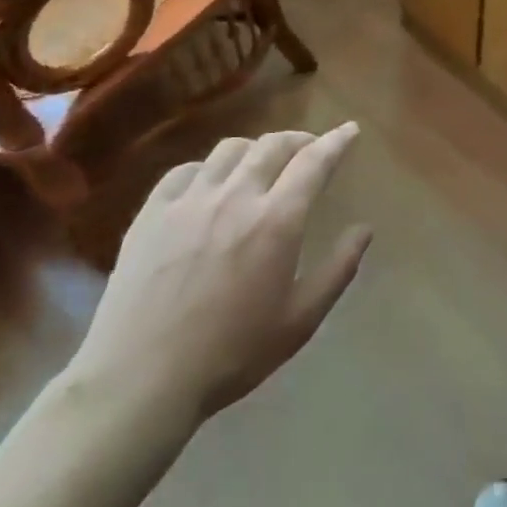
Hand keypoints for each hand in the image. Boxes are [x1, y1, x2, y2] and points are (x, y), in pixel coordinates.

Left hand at [67, 124, 370, 430]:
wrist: (142, 376)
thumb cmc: (233, 352)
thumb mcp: (301, 319)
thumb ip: (338, 269)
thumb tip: (364, 230)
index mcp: (277, 221)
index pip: (314, 162)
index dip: (336, 141)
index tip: (350, 130)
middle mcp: (235, 197)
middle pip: (272, 145)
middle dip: (299, 139)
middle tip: (309, 149)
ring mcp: (189, 201)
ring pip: (229, 150)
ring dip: (256, 149)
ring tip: (262, 164)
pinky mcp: (151, 213)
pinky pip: (185, 170)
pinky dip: (209, 168)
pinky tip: (211, 185)